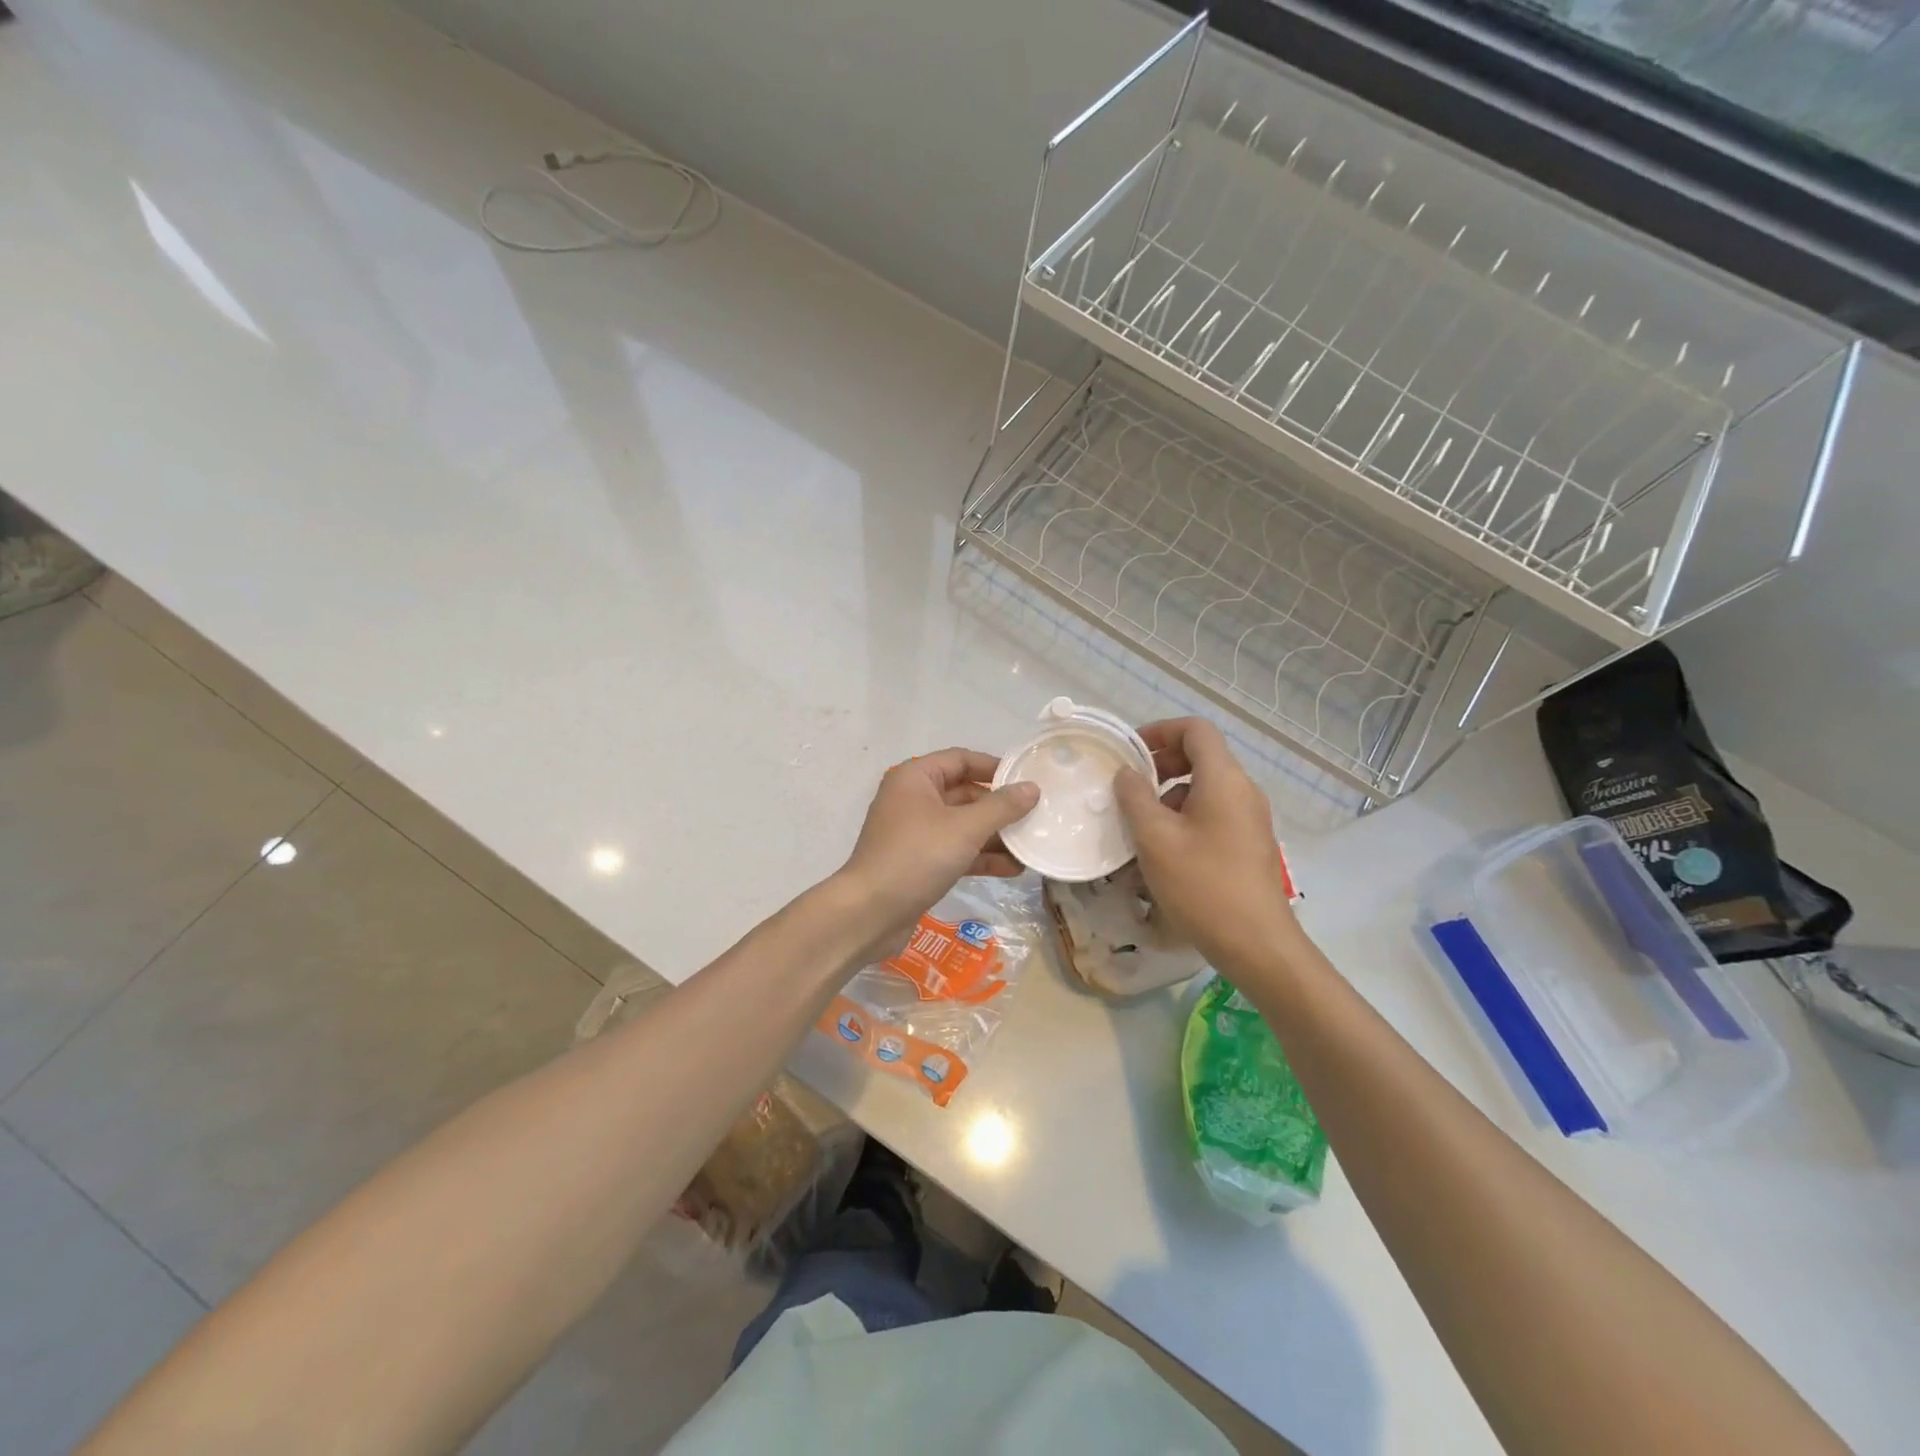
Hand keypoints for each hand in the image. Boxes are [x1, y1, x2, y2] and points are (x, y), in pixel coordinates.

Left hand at [834, 748, 1038, 959]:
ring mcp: (915, 833)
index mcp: (915, 778)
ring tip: (1032, 845)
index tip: (1028, 780)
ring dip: (995, 835)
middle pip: (965, 793)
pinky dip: (981, 856)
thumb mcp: (964, 828)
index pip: (961, 759)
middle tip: (1037, 815)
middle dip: (1000, 807)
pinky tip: (1014, 869)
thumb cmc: (916, 857)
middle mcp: (913, 799)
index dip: (995, 767)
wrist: (870, 913)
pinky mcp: (919, 862)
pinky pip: (956, 850)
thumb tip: (1032, 788)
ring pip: (963, 825)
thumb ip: (1001, 807)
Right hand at [1112, 718, 1300, 973]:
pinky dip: (1185, 820)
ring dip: (1168, 798)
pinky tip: (1163, 853)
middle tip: (1129, 790)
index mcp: (1224, 779)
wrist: (1257, 945)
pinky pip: (1213, 815)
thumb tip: (1127, 773)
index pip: (1195, 730)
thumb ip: (1135, 797)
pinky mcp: (1250, 845)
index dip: (1160, 731)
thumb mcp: (1155, 839)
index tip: (1130, 752)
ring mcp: (1251, 820)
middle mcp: (1243, 791)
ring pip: (1204, 790)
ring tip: (1140, 828)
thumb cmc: (1202, 885)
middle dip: (1160, 766)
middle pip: (1201, 758)